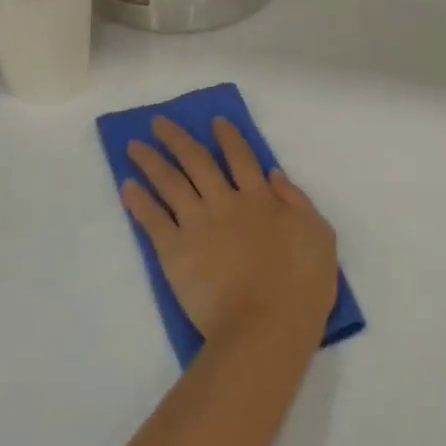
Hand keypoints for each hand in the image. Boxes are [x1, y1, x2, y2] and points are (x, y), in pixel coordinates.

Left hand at [123, 117, 338, 349]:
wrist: (266, 324)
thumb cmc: (302, 283)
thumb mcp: (319, 234)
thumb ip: (296, 201)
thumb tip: (273, 174)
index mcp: (261, 198)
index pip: (241, 157)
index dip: (228, 137)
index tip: (214, 120)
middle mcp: (225, 202)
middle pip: (198, 161)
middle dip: (177, 139)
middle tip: (158, 122)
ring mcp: (197, 225)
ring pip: (170, 183)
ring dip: (151, 161)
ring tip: (133, 145)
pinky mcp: (174, 252)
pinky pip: (152, 220)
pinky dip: (138, 201)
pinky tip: (127, 186)